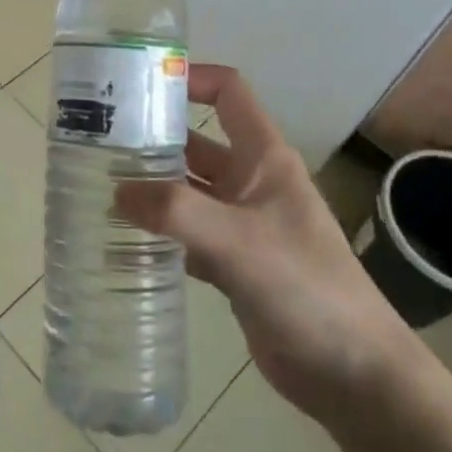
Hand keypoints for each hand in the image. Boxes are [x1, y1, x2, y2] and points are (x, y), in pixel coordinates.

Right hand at [116, 64, 415, 424]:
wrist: (353, 372)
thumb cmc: (304, 287)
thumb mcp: (236, 241)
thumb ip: (175, 212)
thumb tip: (116, 192)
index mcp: (264, 158)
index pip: (228, 93)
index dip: (191, 78)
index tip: (140, 85)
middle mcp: (252, 182)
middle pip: (197, 142)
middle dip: (153, 138)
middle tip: (98, 142)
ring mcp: (244, 224)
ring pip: (189, 191)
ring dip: (151, 188)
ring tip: (99, 186)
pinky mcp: (235, 262)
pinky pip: (188, 234)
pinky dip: (160, 232)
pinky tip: (124, 239)